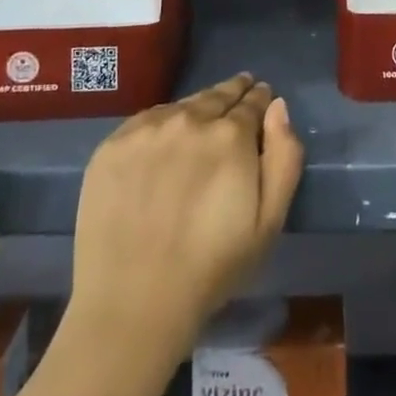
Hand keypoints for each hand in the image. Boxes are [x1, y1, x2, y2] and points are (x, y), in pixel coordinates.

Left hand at [65, 75, 303, 364]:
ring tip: (202, 118)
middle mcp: (189, 119)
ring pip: (181, 106)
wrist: (132, 303)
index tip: (261, 95)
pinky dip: (161, 124)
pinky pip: (146, 122)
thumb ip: (284, 156)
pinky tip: (164, 141)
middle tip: (238, 92)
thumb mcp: (269, 221)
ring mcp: (146, 130)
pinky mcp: (112, 145)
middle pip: (216, 96)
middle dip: (232, 93)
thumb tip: (278, 106)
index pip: (252, 101)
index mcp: (230, 134)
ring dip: (197, 109)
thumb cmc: (211, 268)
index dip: (259, 98)